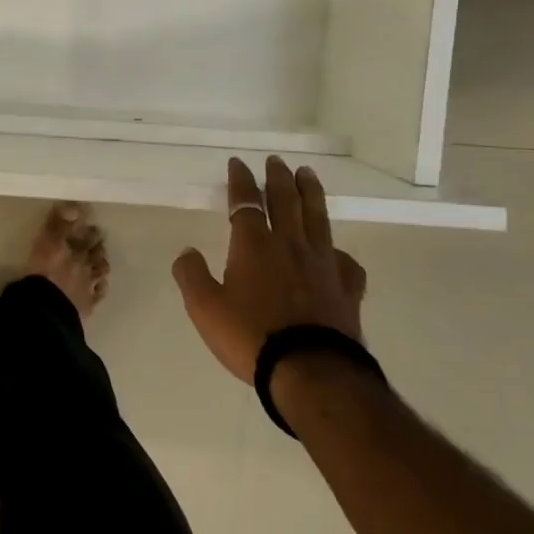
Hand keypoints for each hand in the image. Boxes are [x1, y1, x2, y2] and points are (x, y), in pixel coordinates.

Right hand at [172, 157, 368, 384]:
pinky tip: (336, 253)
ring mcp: (323, 265)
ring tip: (308, 176)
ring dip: (311, 194)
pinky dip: (338, 252)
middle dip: (279, 178)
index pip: (246, 202)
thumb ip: (191, 275)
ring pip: (317, 219)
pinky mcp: (346, 289)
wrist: (311, 371)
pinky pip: (345, 262)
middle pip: (286, 201)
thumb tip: (187, 252)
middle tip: (277, 161)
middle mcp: (290, 245)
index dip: (241, 181)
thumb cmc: (251, 336)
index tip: (238, 163)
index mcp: (254, 245)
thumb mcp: (204, 308)